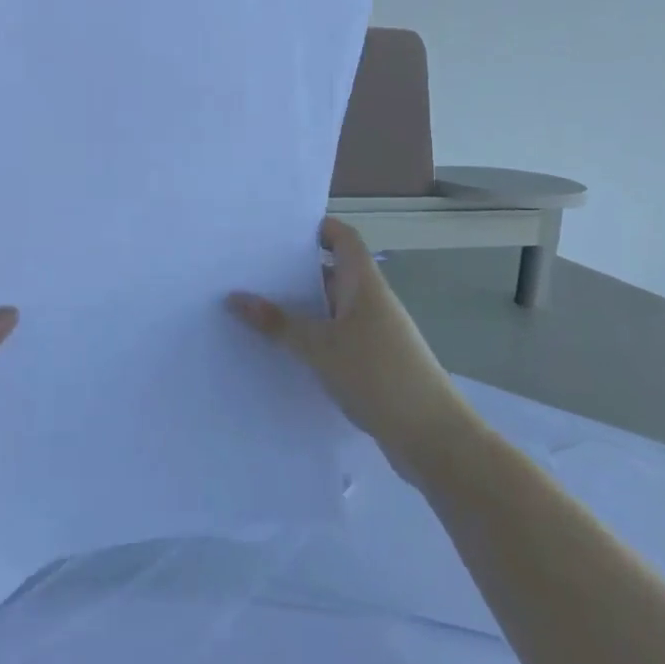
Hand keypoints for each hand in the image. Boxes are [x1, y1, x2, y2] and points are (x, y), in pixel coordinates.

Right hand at [228, 219, 472, 476]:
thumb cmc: (376, 374)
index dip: (316, 227)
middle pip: (332, 272)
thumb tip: (235, 297)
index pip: (343, 238)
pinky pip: (335, 339)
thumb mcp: (320, 347)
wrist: (430, 435)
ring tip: (253, 309)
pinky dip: (311, 339)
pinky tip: (280, 351)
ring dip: (300, 309)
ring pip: (331, 309)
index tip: (276, 231)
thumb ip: (278, 323)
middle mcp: (371, 301)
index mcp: (364, 284)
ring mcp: (374, 333)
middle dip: (294, 271)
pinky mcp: (372, 363)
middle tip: (248, 271)